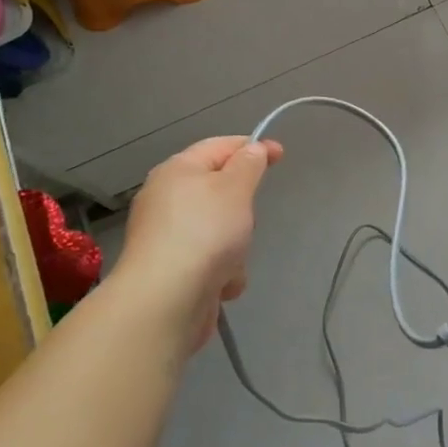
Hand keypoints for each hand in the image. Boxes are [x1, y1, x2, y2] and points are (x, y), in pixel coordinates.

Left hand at [110, 135, 282, 353]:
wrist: (166, 300)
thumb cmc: (205, 232)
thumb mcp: (236, 187)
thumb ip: (249, 164)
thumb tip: (252, 149)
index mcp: (178, 170)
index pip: (219, 146)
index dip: (252, 147)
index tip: (281, 155)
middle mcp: (167, 199)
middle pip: (220, 191)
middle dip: (242, 206)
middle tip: (250, 217)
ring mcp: (168, 237)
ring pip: (220, 229)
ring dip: (236, 245)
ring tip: (234, 258)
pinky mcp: (172, 270)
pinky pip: (210, 260)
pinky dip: (223, 270)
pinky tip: (223, 283)